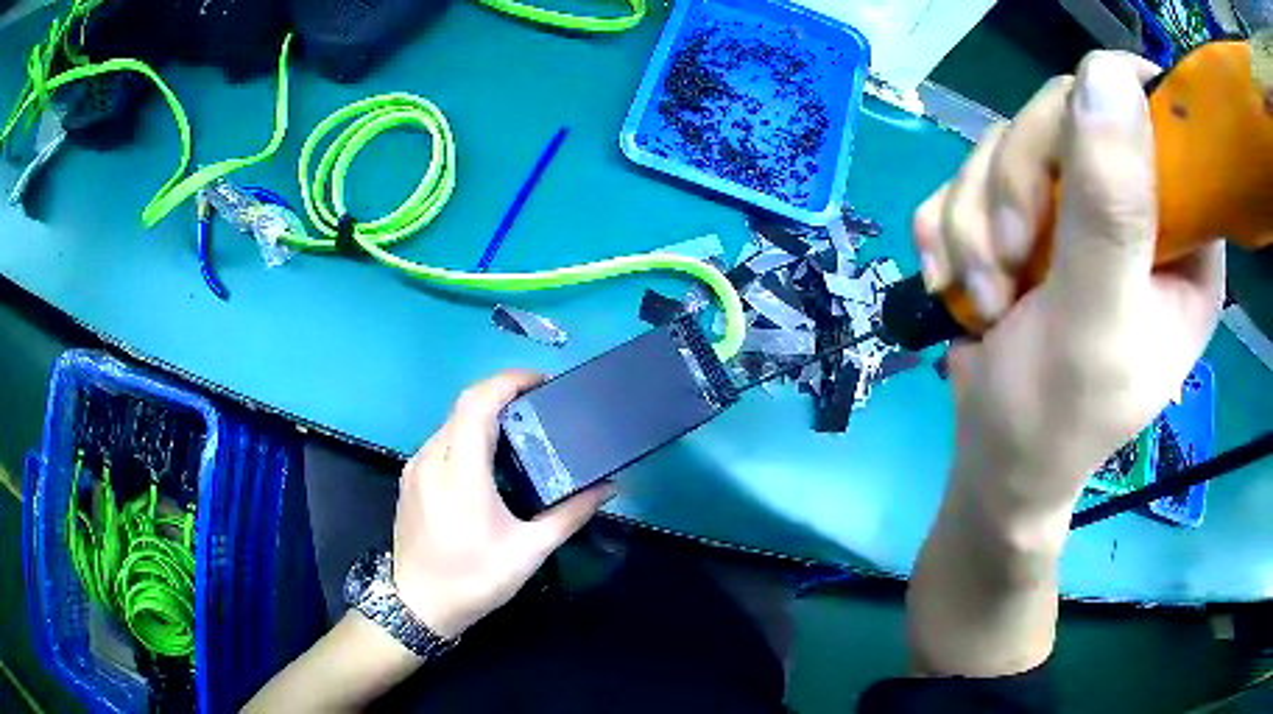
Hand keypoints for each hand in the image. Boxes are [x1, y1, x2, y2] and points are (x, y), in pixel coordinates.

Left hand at [391, 371, 615, 638]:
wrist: (417, 606)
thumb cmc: (473, 579)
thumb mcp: (528, 551)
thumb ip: (569, 514)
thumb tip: (608, 488)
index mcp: (460, 471)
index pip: (478, 402)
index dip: (509, 381)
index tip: (543, 382)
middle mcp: (432, 458)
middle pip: (464, 406)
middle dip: (502, 394)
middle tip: (540, 405)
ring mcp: (416, 467)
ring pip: (451, 422)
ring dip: (484, 414)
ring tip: (520, 430)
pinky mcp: (410, 479)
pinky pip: (441, 442)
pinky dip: (468, 435)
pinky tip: (489, 460)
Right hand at [915, 52, 1223, 525]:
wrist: (995, 459)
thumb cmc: (1058, 416)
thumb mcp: (1097, 320)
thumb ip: (1113, 207)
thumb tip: (1106, 73)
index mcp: (1185, 237)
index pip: (1157, 121)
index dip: (1111, 113)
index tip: (1069, 162)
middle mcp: (1136, 207)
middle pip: (1064, 114)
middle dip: (1018, 183)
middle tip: (1009, 257)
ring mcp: (1075, 206)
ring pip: (1006, 142)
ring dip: (976, 217)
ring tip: (984, 296)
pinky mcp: (1023, 214)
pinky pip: (968, 174)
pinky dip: (949, 227)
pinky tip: (954, 283)